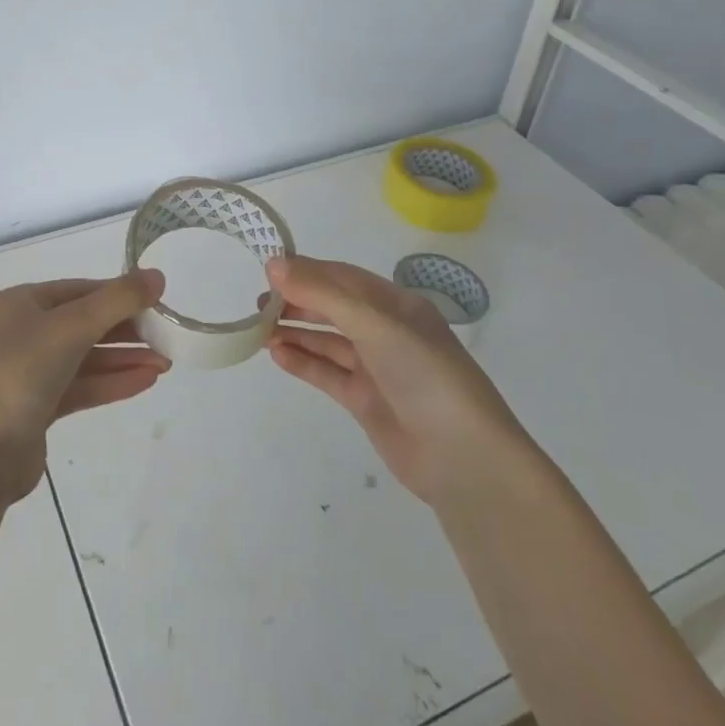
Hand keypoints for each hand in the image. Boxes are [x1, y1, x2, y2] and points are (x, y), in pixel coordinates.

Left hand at [0, 271, 168, 505]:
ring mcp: (30, 372)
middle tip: (168, 336)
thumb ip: (117, 301)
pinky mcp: (37, 409)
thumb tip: (158, 275)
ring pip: (87, 357)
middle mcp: (24, 331)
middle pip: (86, 323)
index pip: (82, 290)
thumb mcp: (71, 327)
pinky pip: (82, 387)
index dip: (121, 294)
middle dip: (127, 330)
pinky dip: (112, 383)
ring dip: (125, 359)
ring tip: (166, 362)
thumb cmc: (19, 374)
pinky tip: (145, 382)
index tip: (160, 302)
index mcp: (24, 302)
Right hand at [265, 255, 524, 507]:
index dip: (306, 271)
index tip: (267, 271)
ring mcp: (376, 368)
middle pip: (333, 307)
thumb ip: (323, 295)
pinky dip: (303, 362)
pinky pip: (327, 373)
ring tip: (258, 329)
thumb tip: (273, 263)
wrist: (466, 462)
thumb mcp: (375, 326)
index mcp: (396, 304)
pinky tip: (277, 355)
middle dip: (297, 302)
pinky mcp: (366, 401)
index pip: (342, 277)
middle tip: (258, 304)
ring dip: (295, 332)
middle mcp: (386, 330)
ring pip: (327, 341)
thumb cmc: (426, 377)